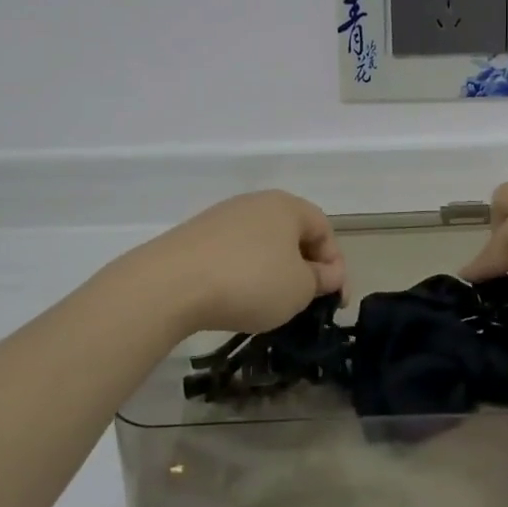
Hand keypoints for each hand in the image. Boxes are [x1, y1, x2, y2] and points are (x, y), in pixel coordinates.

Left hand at [133, 191, 345, 334]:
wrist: (172, 283)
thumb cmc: (250, 281)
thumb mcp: (299, 288)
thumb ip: (321, 279)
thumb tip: (328, 273)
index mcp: (288, 206)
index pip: (324, 230)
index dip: (335, 265)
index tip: (333, 301)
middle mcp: (256, 203)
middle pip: (292, 234)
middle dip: (304, 267)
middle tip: (306, 302)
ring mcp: (223, 216)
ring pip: (262, 244)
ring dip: (273, 271)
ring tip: (270, 303)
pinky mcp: (197, 235)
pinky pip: (234, 252)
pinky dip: (244, 273)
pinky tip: (236, 297)